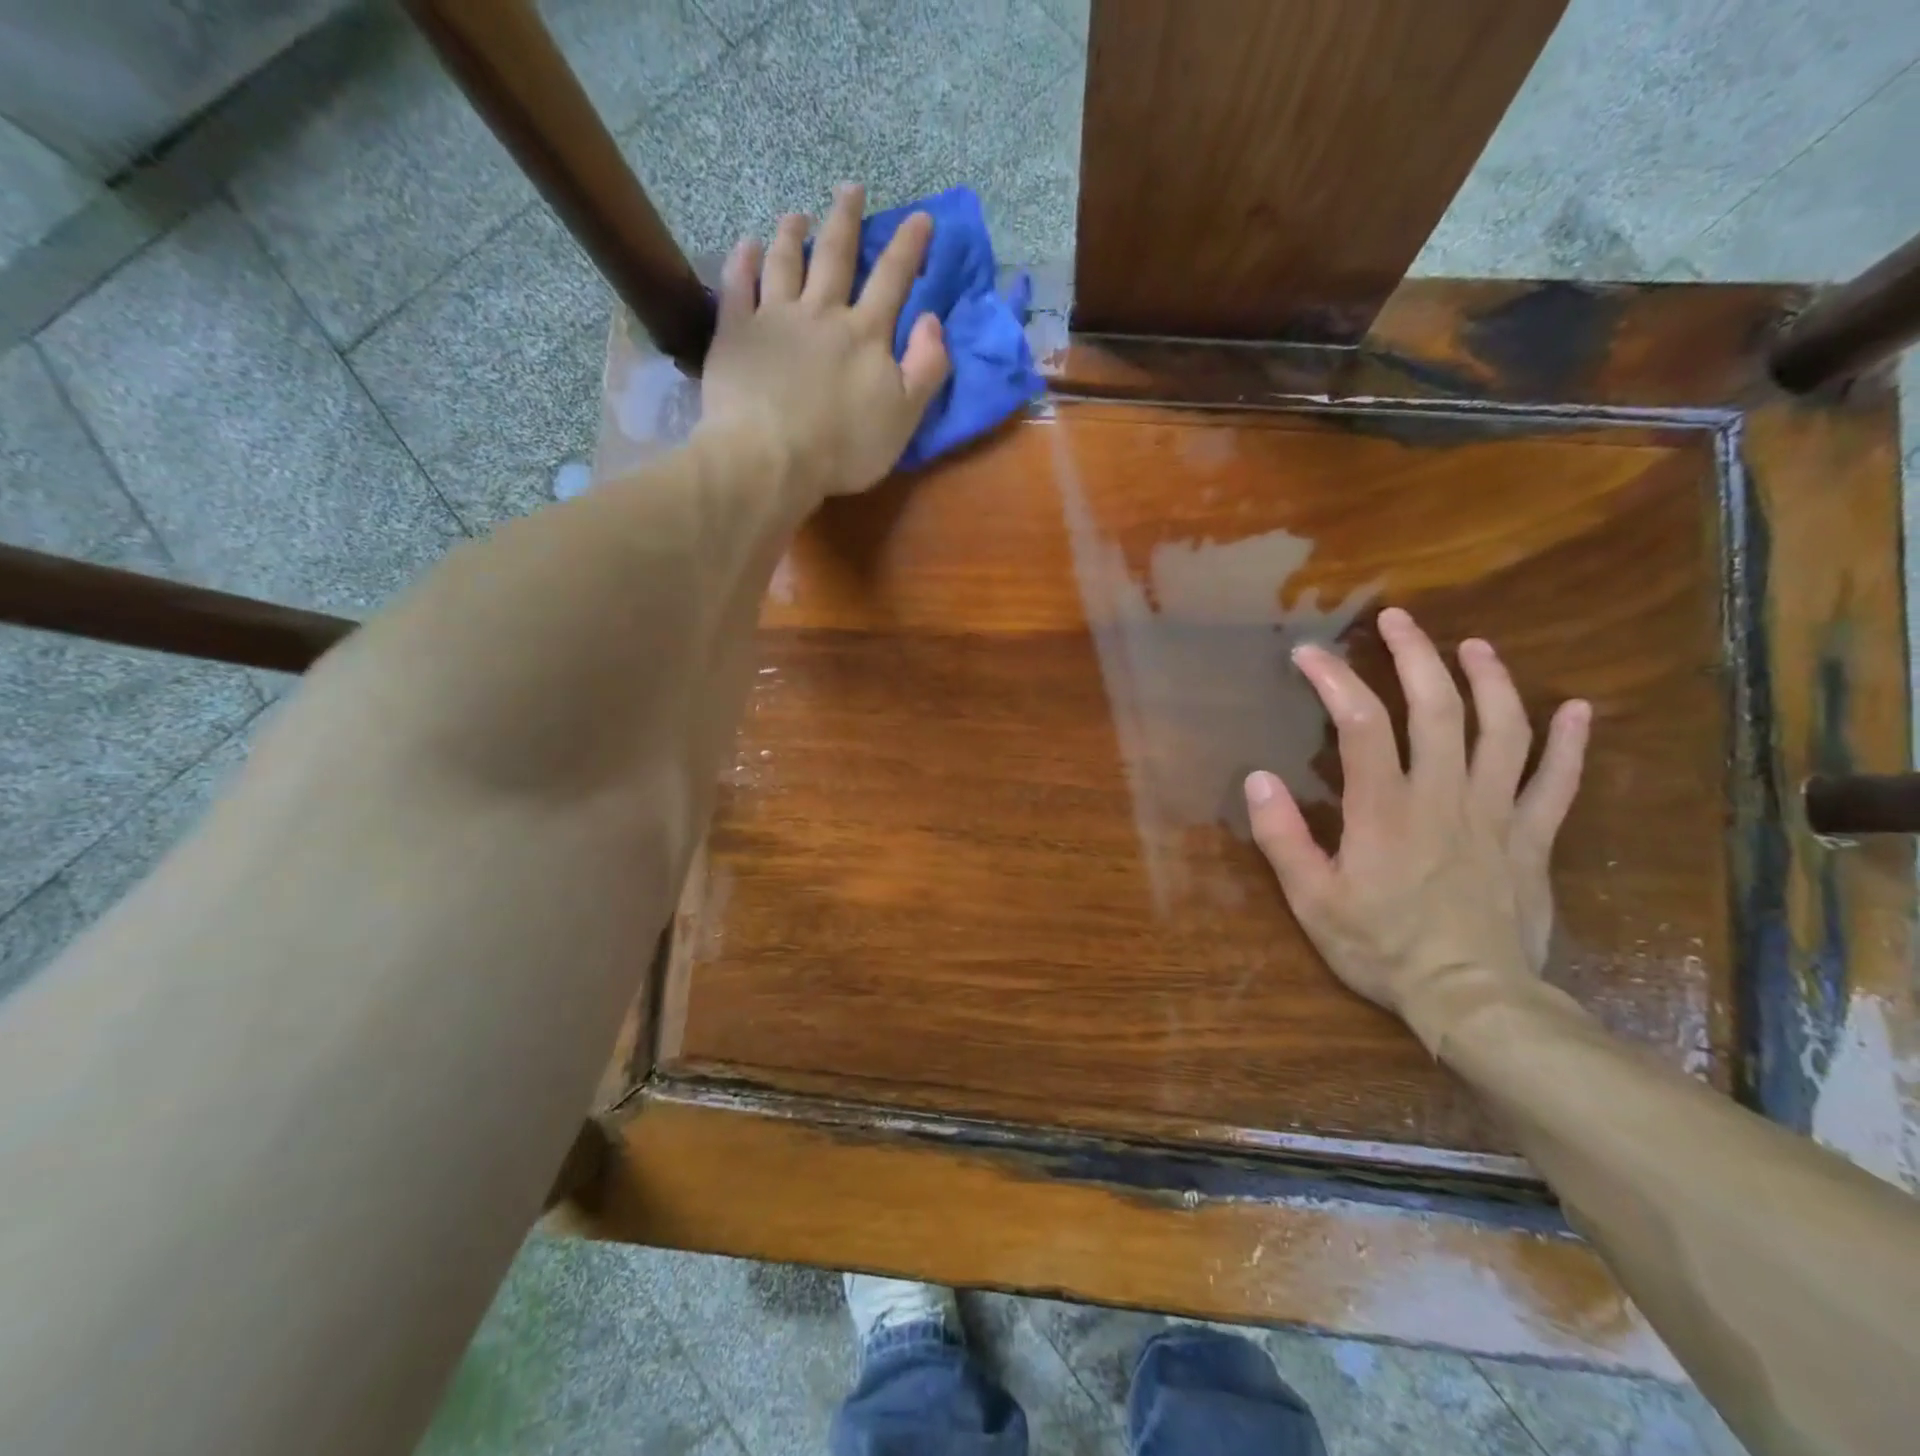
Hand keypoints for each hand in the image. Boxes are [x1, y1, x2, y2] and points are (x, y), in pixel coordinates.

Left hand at [698, 182, 951, 500]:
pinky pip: (738, 286)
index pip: (893, 279)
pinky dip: (742, 261)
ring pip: (785, 262)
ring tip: (796, 214)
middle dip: (846, 219)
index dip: (909, 246)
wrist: (771, 458)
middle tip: (850, 189)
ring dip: (792, 234)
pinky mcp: (736, 332)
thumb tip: (932, 320)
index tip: (920, 217)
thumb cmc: (844, 447)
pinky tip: (745, 245)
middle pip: (836, 256)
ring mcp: (775, 318)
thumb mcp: (904, 417)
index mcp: (865, 334)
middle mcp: (821, 312)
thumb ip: (926, 368)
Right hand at [1243, 608, 1589, 1049]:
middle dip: (1416, 656)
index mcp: (1385, 809)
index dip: (1335, 679)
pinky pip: (1557, 782)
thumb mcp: (1312, 900)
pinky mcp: (1532, 839)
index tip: (1310, 654)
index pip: (1361, 724)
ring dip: (1490, 681)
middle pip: (1437, 708)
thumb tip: (1258, 778)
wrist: (1473, 1000)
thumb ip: (1283, 837)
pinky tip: (1576, 708)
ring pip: (1502, 731)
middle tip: (1399, 620)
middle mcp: (1443, 796)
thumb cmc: (1382, 948)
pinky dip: (1569, 743)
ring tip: (1475, 646)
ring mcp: (1495, 814)